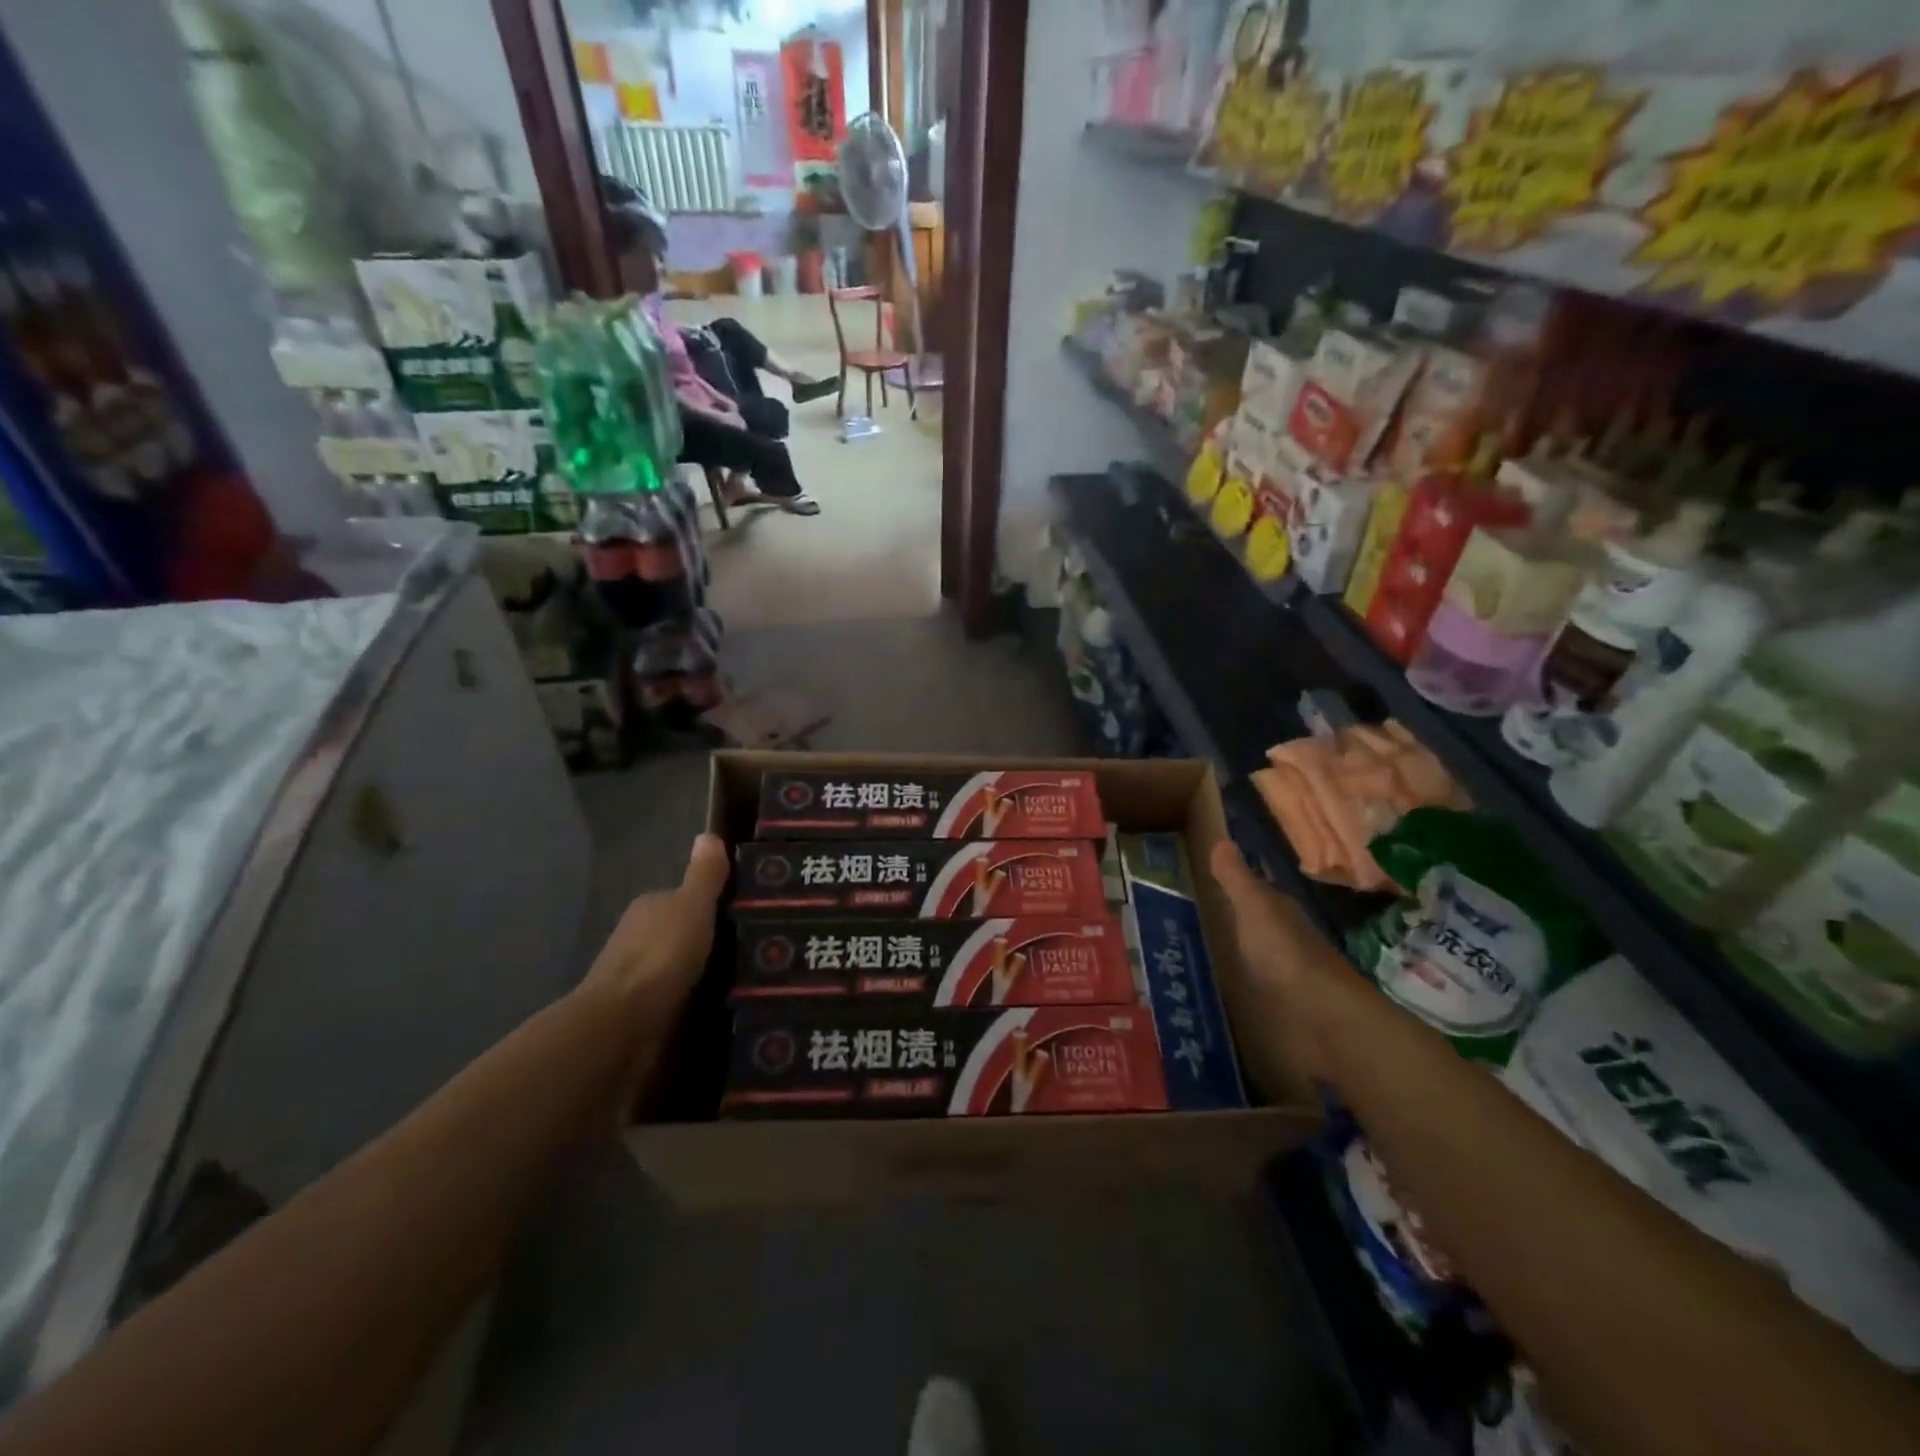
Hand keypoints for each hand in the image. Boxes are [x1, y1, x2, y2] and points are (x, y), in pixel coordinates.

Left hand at [581, 833, 729, 1038]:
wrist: (622, 1024)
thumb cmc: (661, 956)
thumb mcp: (693, 907)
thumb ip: (704, 875)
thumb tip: (708, 835)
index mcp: (651, 907)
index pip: (685, 898)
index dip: (713, 903)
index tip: (745, 914)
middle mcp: (640, 937)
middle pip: (682, 931)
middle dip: (709, 939)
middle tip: (754, 947)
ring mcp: (638, 976)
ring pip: (680, 966)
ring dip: (703, 971)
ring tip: (745, 979)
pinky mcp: (642, 1012)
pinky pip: (677, 996)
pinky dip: (694, 998)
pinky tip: (720, 1004)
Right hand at [1208, 840, 1357, 1080]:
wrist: (1321, 1018)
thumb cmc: (1284, 953)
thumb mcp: (1254, 908)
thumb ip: (1236, 879)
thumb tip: (1221, 839)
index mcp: (1277, 913)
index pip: (1254, 891)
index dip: (1231, 886)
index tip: (1200, 881)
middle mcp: (1282, 940)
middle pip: (1251, 925)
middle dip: (1227, 921)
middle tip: (1188, 918)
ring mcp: (1281, 977)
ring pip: (1250, 957)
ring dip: (1230, 956)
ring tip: (1191, 957)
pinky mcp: (1277, 1010)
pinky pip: (1250, 990)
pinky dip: (1235, 988)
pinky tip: (1213, 991)